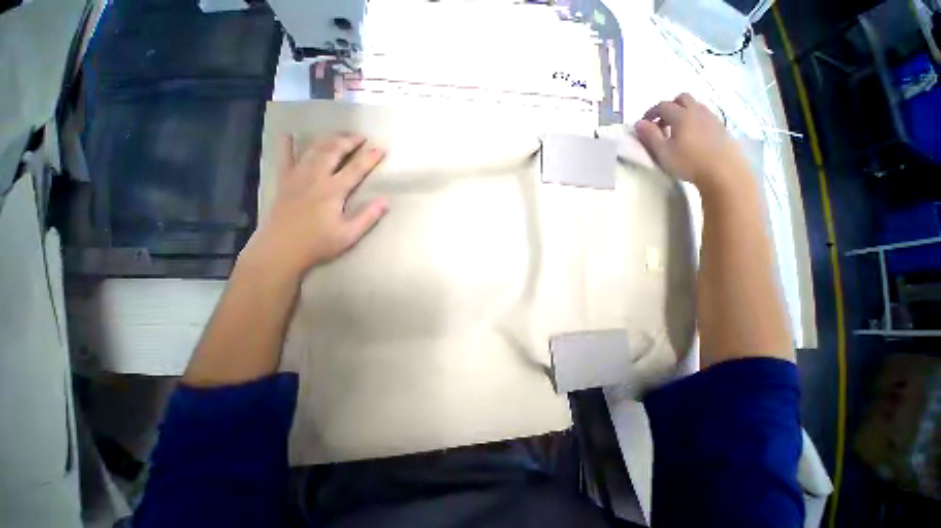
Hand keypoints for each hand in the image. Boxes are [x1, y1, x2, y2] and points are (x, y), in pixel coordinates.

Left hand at [241, 133, 387, 278]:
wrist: (281, 249)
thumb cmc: (318, 243)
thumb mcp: (349, 234)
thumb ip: (368, 217)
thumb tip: (386, 201)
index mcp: (333, 191)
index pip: (356, 169)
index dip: (370, 157)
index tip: (381, 148)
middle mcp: (315, 177)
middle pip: (333, 152)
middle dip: (348, 141)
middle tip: (360, 136)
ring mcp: (297, 177)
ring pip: (313, 150)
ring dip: (327, 139)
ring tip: (339, 134)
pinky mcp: (284, 182)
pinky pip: (285, 158)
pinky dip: (287, 145)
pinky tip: (288, 135)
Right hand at [634, 93, 749, 193]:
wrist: (723, 170)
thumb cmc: (688, 161)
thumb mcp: (663, 151)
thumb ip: (650, 135)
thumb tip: (639, 123)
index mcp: (681, 115)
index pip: (663, 105)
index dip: (650, 112)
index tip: (643, 124)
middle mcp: (697, 110)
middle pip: (681, 98)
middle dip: (668, 107)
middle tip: (660, 124)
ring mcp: (711, 117)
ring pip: (694, 105)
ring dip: (681, 112)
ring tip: (674, 131)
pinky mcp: (719, 126)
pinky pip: (703, 115)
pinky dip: (692, 119)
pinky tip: (690, 136)